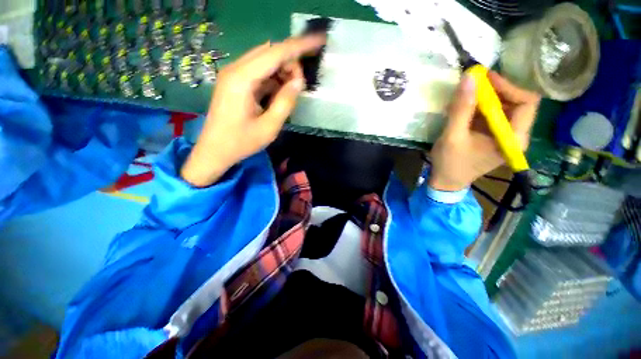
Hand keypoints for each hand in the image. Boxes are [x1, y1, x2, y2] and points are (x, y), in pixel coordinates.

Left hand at [181, 35, 326, 186]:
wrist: (214, 151)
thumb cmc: (241, 142)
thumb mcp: (269, 127)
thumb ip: (285, 102)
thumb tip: (298, 81)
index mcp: (242, 79)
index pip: (275, 52)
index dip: (299, 46)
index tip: (319, 41)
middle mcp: (235, 70)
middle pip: (269, 52)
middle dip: (290, 61)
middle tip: (301, 84)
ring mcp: (233, 75)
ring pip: (264, 61)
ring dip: (282, 70)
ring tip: (292, 90)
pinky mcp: (235, 83)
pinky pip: (258, 72)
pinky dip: (273, 78)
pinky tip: (280, 91)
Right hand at [429, 71, 540, 191]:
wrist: (446, 181)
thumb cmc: (450, 163)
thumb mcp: (452, 137)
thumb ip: (461, 109)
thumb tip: (469, 77)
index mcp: (513, 138)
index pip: (526, 102)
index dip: (508, 87)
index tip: (484, 79)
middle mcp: (516, 135)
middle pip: (517, 102)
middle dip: (495, 91)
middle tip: (473, 84)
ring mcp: (505, 136)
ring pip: (504, 107)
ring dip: (486, 99)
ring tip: (465, 97)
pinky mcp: (494, 137)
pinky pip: (493, 115)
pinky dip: (480, 108)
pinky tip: (464, 109)